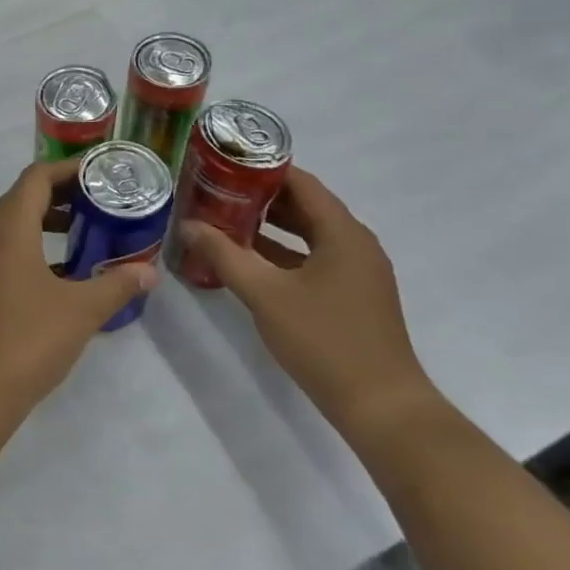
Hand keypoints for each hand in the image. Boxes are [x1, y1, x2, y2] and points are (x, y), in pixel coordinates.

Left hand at [0, 159, 158, 429]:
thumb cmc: (26, 340)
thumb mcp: (80, 311)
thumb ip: (117, 286)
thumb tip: (150, 272)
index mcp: (7, 230)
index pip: (35, 178)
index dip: (68, 169)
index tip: (101, 176)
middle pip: (22, 200)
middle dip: (61, 197)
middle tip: (100, 205)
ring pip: (11, 231)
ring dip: (46, 227)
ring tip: (86, 239)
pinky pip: (4, 258)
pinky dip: (32, 255)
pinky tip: (61, 282)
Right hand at [179, 167, 439, 440]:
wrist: (381, 406)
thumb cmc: (324, 340)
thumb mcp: (265, 295)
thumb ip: (225, 256)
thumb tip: (188, 225)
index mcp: (343, 233)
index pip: (301, 182)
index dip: (262, 169)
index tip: (223, 163)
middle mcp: (355, 244)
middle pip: (305, 205)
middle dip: (260, 197)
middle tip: (216, 190)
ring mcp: (356, 271)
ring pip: (308, 234)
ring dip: (270, 226)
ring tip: (224, 219)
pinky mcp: (352, 295)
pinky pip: (313, 259)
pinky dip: (282, 253)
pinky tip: (249, 260)